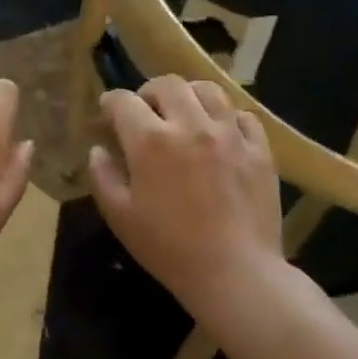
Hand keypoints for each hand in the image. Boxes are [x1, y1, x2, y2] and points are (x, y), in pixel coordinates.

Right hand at [87, 76, 285, 311]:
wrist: (235, 274)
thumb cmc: (168, 248)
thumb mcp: (119, 216)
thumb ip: (102, 176)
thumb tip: (98, 150)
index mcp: (150, 140)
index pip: (123, 101)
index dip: (110, 103)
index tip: (107, 115)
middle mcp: (190, 125)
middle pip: (167, 84)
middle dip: (148, 92)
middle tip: (145, 112)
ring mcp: (230, 135)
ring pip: (208, 90)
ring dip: (188, 96)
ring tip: (183, 114)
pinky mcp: (259, 150)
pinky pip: (243, 116)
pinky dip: (226, 117)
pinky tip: (219, 134)